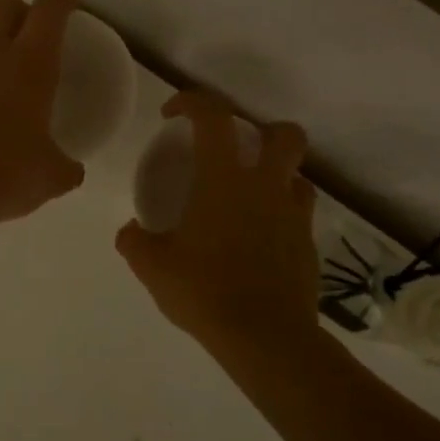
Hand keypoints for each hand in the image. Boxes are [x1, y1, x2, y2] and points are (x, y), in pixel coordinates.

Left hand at [0, 0, 86, 226]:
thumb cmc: (9, 174)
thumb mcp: (52, 176)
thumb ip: (66, 165)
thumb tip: (70, 169)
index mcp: (30, 65)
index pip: (48, 9)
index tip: (69, 6)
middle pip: (3, 6)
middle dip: (21, 11)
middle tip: (34, 39)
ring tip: (2, 104)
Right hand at [116, 91, 319, 354]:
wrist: (265, 338)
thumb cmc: (204, 292)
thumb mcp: (152, 267)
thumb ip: (134, 241)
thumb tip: (131, 231)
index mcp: (224, 180)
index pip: (213, 117)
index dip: (192, 102)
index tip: (172, 115)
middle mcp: (265, 186)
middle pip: (282, 134)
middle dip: (260, 129)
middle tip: (232, 150)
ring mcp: (293, 215)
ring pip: (298, 172)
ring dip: (276, 171)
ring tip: (249, 193)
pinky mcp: (308, 244)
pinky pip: (299, 211)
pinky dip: (281, 210)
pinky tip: (260, 234)